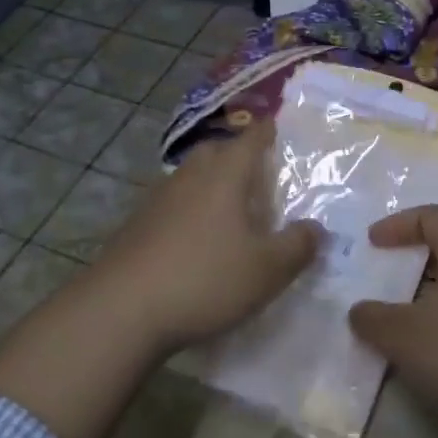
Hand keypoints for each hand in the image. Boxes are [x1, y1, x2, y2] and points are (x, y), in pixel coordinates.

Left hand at [90, 120, 322, 352]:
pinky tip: (197, 240)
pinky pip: (173, 204)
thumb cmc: (205, 279)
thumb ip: (298, 245)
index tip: (279, 128)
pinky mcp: (137, 225)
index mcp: (225, 174)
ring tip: (232, 211)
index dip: (269, 131)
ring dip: (212, 184)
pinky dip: (190, 210)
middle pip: (217, 150)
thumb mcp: (267, 270)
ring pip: (192, 176)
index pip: (252, 138)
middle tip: (259, 176)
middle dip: (238, 155)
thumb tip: (316, 228)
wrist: (121, 309)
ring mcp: (158, 198)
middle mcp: (190, 175)